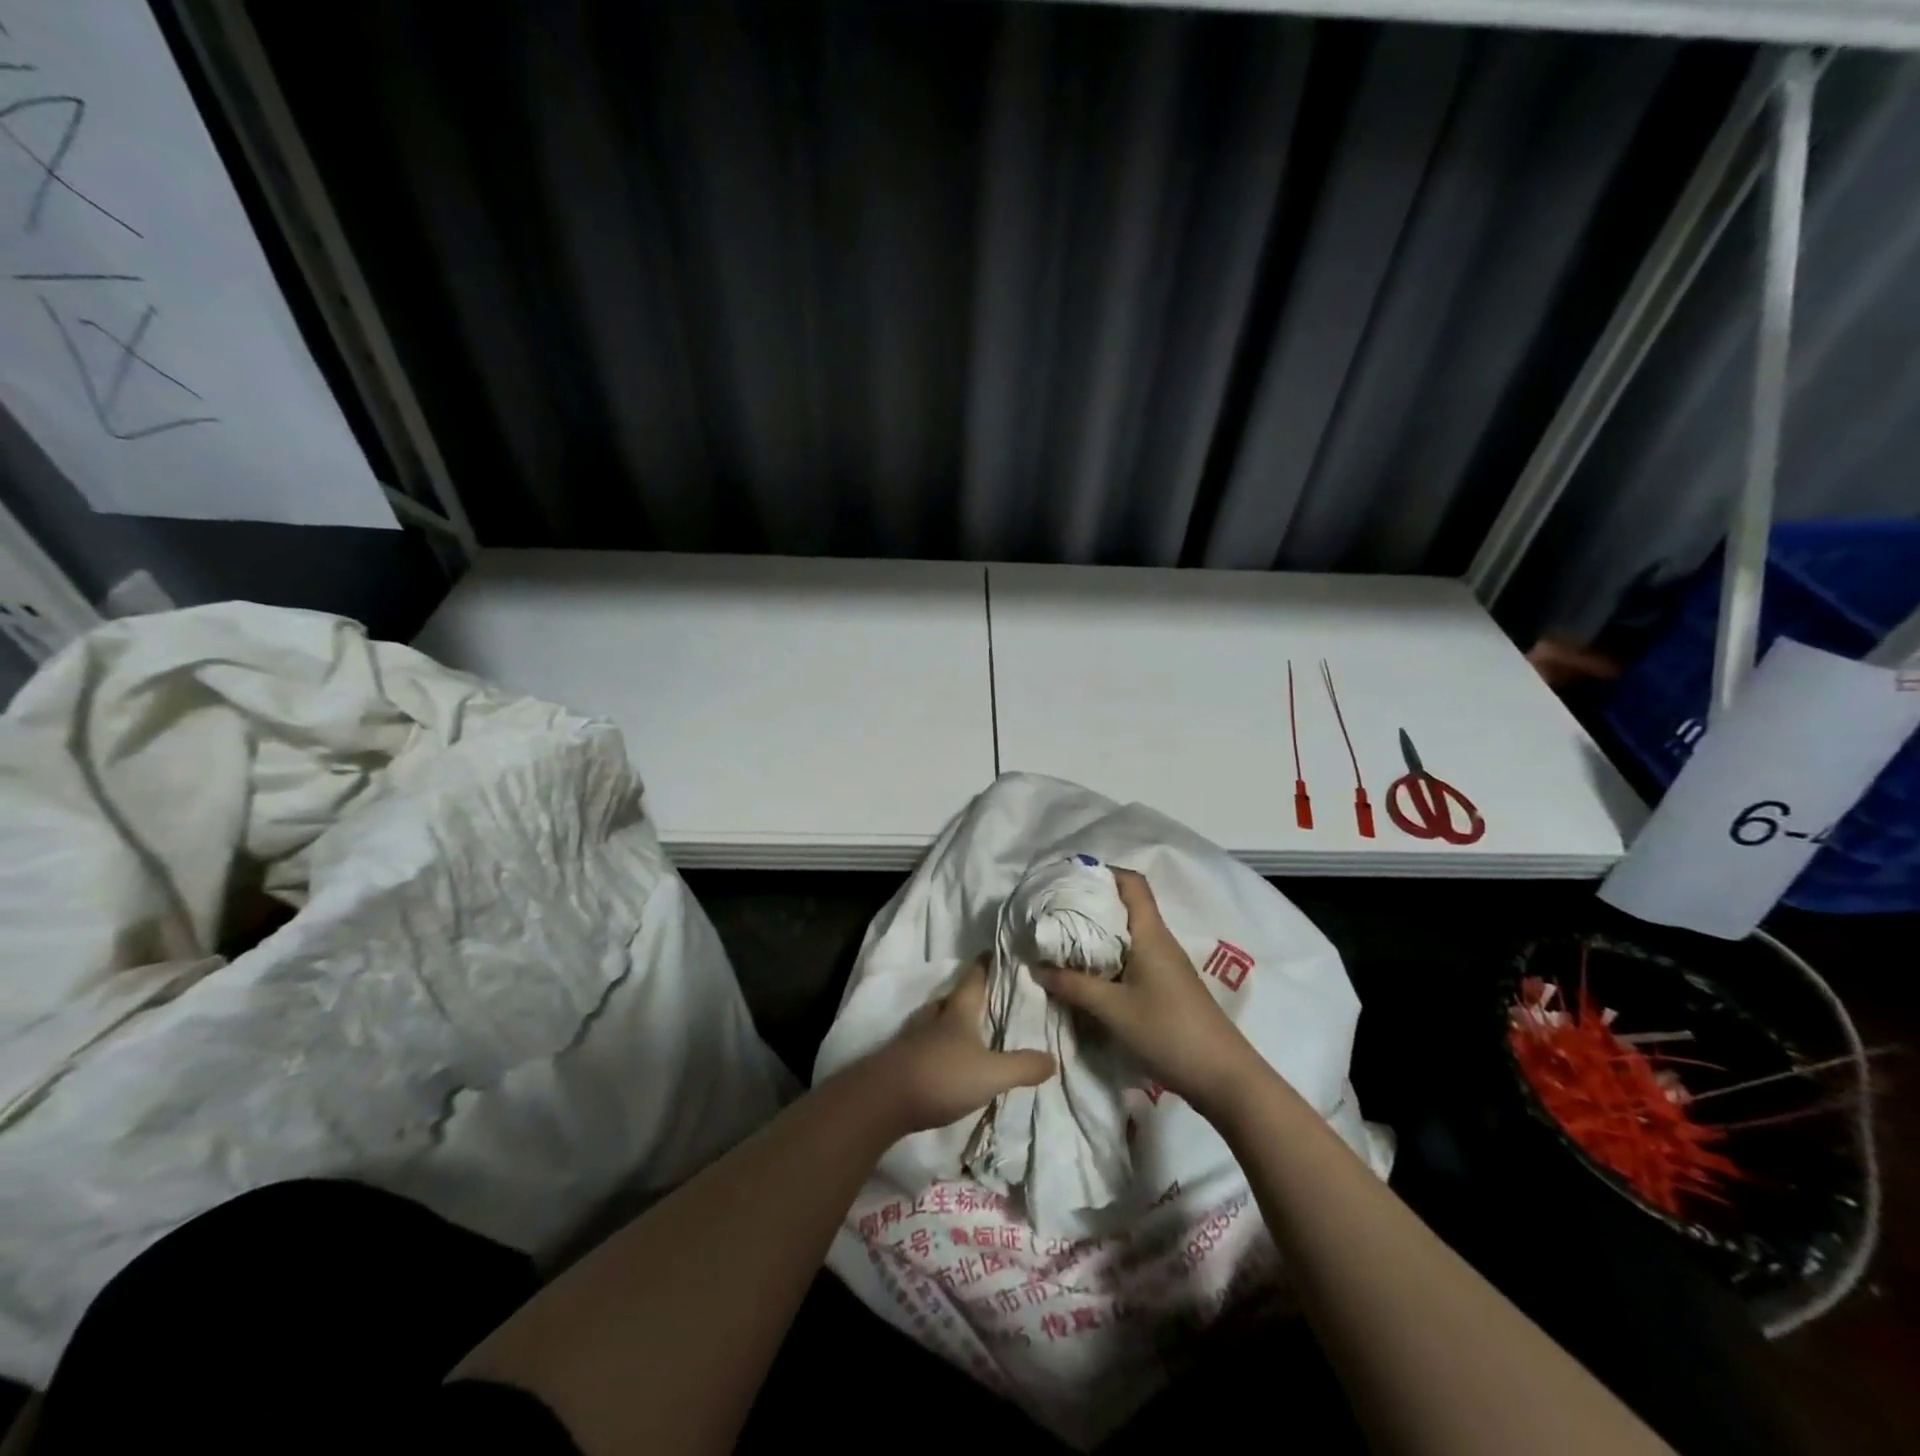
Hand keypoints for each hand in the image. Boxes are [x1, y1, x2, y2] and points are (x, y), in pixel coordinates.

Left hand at [858, 958, 1055, 1135]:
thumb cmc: (941, 1076)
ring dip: (949, 1021)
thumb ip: (1022, 1066)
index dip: (984, 965)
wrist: (883, 1101)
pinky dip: (937, 1046)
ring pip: (935, 1021)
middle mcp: (933, 1019)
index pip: (973, 979)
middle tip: (985, 995)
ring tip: (966, 1027)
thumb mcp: (991, 1074)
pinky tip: (945, 1060)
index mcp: (957, 1013)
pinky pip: (924, 1045)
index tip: (993, 951)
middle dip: (966, 995)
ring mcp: (913, 1039)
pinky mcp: (900, 1062)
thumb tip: (1054, 1059)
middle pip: (951, 999)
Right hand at [1036, 869, 1262, 1115]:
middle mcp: (1159, 941)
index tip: (1069, 878)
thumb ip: (1073, 986)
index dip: (1103, 872)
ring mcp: (1165, 965)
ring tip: (1062, 941)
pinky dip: (1108, 958)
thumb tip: (1036, 967)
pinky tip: (1087, 974)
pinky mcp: (1166, 987)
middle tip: (1054, 911)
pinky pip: (1132, 958)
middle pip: (1125, 907)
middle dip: (1091, 904)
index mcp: (1151, 934)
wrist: (1224, 1078)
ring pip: (1127, 935)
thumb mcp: (1113, 1010)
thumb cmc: (1168, 1032)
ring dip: (1097, 935)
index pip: (1132, 883)